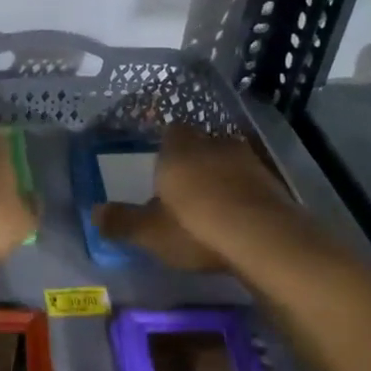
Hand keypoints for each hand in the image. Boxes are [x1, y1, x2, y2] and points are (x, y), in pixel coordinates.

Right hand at [93, 126, 303, 271]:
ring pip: (230, 161)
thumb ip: (121, 221)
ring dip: (222, 176)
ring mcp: (250, 162)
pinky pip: (252, 183)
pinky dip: (244, 195)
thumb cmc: (196, 228)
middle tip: (185, 186)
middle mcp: (214, 145)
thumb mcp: (149, 232)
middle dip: (195, 160)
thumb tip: (94, 213)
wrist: (266, 240)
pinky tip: (239, 218)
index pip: (171, 131)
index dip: (166, 147)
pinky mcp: (275, 184)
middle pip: (202, 143)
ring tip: (213, 204)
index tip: (161, 166)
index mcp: (179, 150)